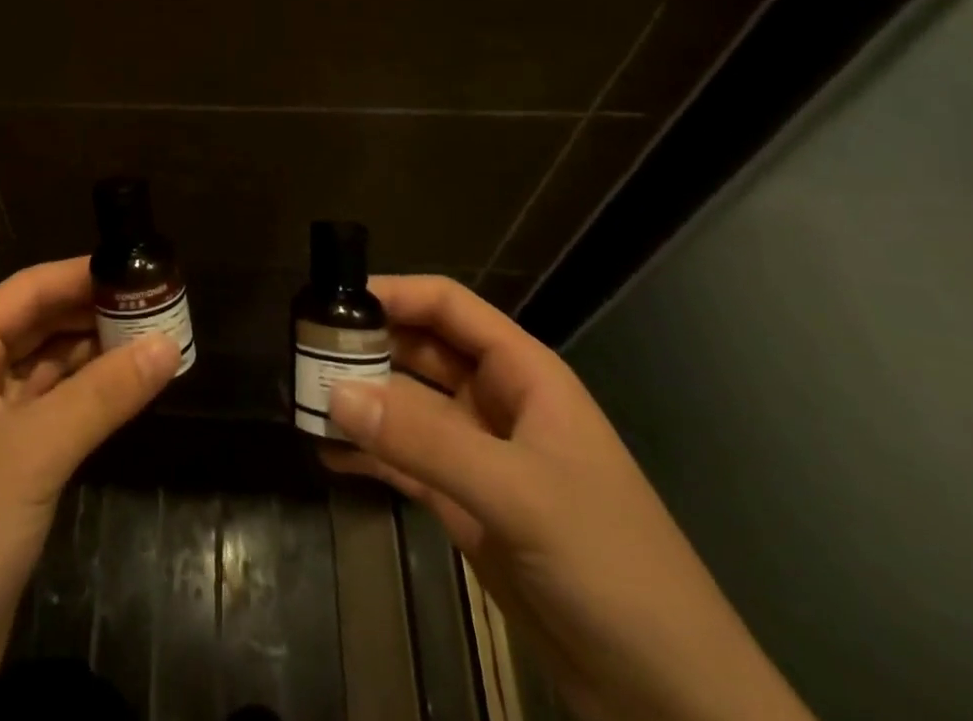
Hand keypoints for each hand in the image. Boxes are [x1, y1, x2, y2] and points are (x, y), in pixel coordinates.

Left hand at [0, 258, 177, 720]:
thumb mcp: (34, 452)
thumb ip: (103, 394)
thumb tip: (169, 344)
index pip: (26, 291)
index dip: (80, 275)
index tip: (138, 267)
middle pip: (39, 325)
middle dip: (94, 314)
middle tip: (159, 304)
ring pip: (49, 368)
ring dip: (97, 355)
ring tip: (157, 339)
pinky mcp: (6, 466)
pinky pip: (54, 411)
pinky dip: (90, 398)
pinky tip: (130, 389)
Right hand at [323, 277, 813, 720]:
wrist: (670, 700)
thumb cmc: (612, 567)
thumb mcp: (518, 494)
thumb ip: (424, 439)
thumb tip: (334, 392)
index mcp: (523, 375)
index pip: (448, 306)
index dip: (394, 292)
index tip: (332, 297)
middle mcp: (496, 402)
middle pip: (419, 350)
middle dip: (365, 345)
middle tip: (302, 351)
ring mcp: (478, 454)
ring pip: (405, 405)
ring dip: (359, 400)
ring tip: (301, 400)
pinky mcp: (464, 504)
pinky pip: (403, 459)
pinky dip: (366, 452)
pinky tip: (325, 453)